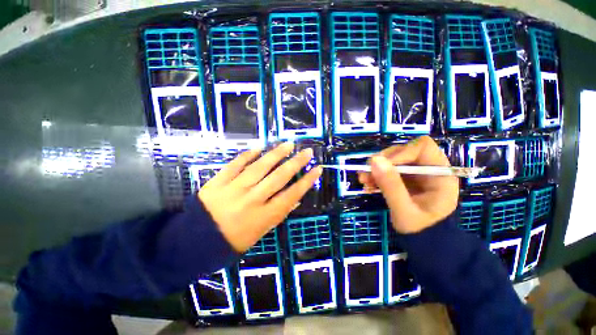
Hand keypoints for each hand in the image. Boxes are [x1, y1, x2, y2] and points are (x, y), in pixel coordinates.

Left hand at [199, 142, 321, 251]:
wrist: (195, 242)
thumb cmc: (232, 242)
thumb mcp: (260, 233)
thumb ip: (278, 214)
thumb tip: (295, 199)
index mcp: (263, 216)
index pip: (291, 195)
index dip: (306, 181)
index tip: (317, 169)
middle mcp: (252, 200)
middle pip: (279, 177)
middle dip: (296, 163)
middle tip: (307, 152)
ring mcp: (234, 189)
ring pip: (260, 167)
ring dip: (276, 154)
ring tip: (288, 144)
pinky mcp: (218, 181)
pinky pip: (236, 165)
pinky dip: (248, 155)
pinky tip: (259, 148)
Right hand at [358, 136, 458, 233]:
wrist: (423, 241)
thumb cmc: (420, 229)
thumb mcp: (404, 210)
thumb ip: (391, 185)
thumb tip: (374, 160)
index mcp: (440, 175)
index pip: (422, 148)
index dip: (400, 153)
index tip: (381, 165)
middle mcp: (429, 169)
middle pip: (403, 151)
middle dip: (383, 161)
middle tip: (366, 173)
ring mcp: (416, 173)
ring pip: (393, 160)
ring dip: (376, 169)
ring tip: (363, 181)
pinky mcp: (406, 178)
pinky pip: (388, 170)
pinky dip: (376, 175)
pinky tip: (368, 185)